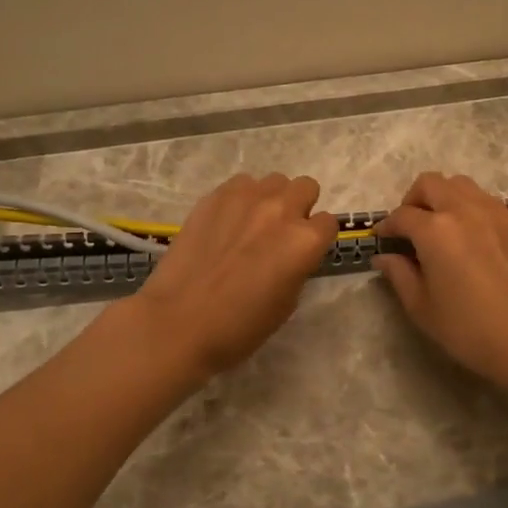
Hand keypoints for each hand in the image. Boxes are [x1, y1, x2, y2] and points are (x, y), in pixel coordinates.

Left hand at [130, 173, 338, 379]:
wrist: (178, 322)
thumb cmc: (239, 327)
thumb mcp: (286, 304)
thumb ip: (297, 267)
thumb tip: (291, 254)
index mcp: (305, 241)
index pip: (328, 223)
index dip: (317, 238)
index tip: (303, 252)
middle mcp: (281, 210)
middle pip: (306, 187)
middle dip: (299, 207)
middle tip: (280, 233)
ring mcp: (246, 198)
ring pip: (274, 181)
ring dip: (271, 199)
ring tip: (251, 225)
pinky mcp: (215, 196)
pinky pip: (241, 184)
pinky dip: (241, 198)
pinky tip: (226, 223)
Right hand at [374, 172, 507, 390]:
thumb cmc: (468, 328)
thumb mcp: (421, 307)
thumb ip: (399, 274)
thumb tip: (384, 257)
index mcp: (436, 230)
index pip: (402, 216)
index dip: (387, 226)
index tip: (382, 239)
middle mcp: (463, 210)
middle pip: (430, 184)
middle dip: (412, 200)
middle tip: (409, 227)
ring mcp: (492, 213)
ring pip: (459, 184)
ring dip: (442, 197)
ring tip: (438, 226)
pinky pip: (483, 199)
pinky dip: (467, 206)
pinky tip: (466, 235)